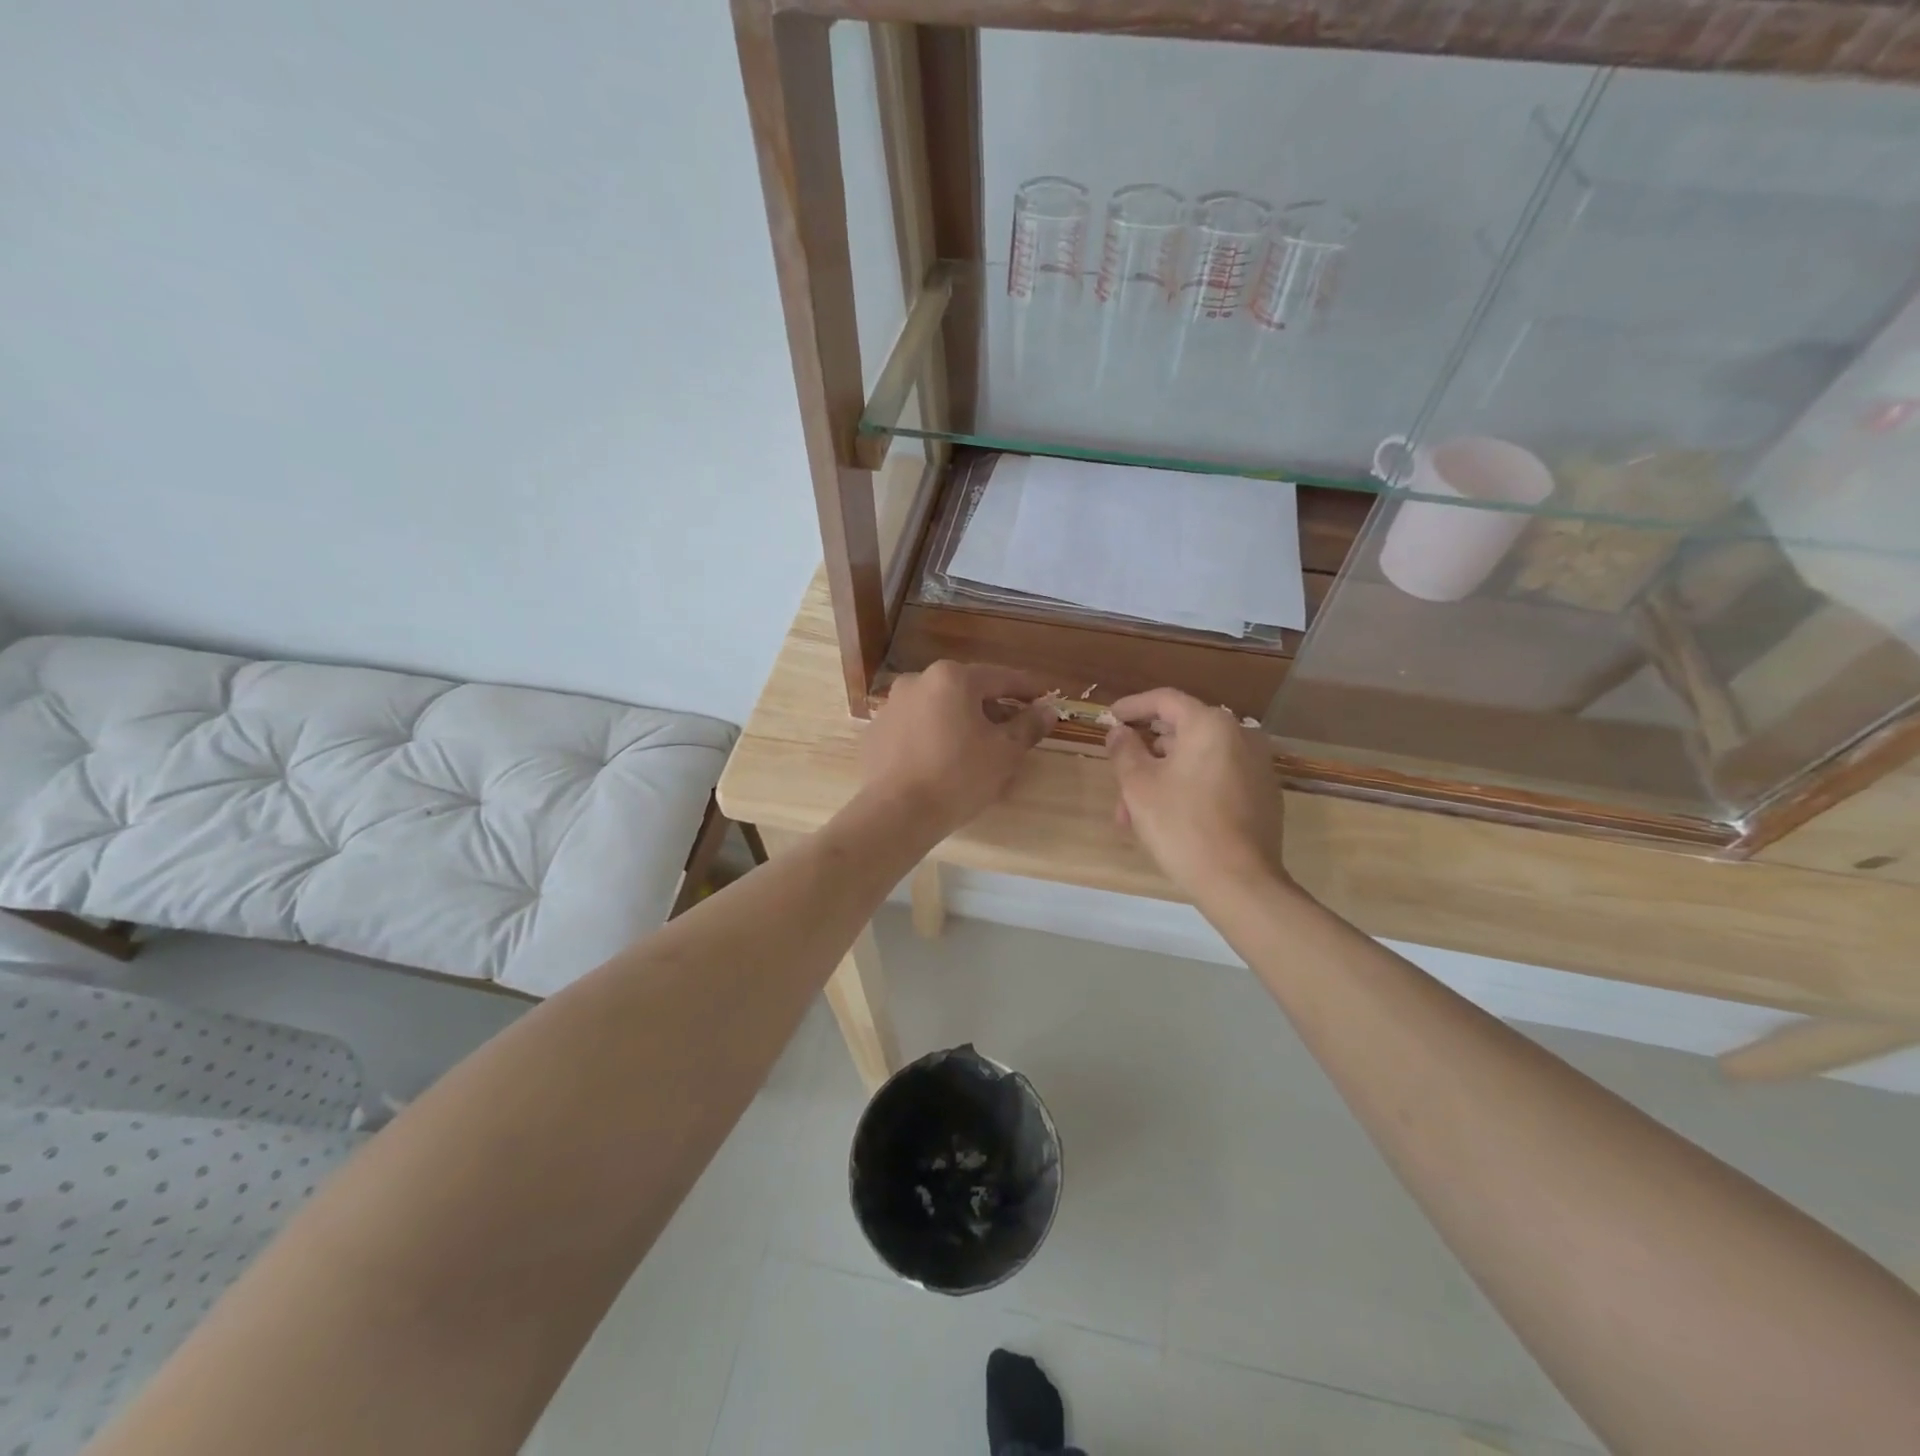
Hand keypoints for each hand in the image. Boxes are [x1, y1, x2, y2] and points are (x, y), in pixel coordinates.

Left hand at [859, 662, 1054, 841]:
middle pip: (966, 691)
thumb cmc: (958, 777)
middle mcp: (917, 681)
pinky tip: (942, 762)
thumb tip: (1047, 709)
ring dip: (961, 722)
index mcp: (952, 678)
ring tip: (977, 749)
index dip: (1027, 689)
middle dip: (992, 708)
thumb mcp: (1005, 752)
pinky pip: (915, 728)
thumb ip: (1028, 725)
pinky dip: (934, 737)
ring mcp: (891, 706)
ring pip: (938, 709)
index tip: (1045, 698)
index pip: (1001, 678)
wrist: (896, 814)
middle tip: (1013, 730)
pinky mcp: (876, 733)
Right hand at [1106, 687, 1288, 901]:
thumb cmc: (1181, 825)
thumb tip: (1119, 732)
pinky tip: (1167, 818)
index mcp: (1210, 725)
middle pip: (1181, 732)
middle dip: (1145, 754)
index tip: (1110, 717)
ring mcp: (1257, 766)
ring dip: (1162, 777)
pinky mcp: (1263, 794)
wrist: (1239, 881)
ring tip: (1134, 813)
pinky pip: (1216, 778)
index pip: (1165, 700)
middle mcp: (1240, 736)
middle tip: (1118, 777)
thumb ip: (1124, 750)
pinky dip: (1189, 788)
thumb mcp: (1138, 785)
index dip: (1133, 706)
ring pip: (1196, 760)